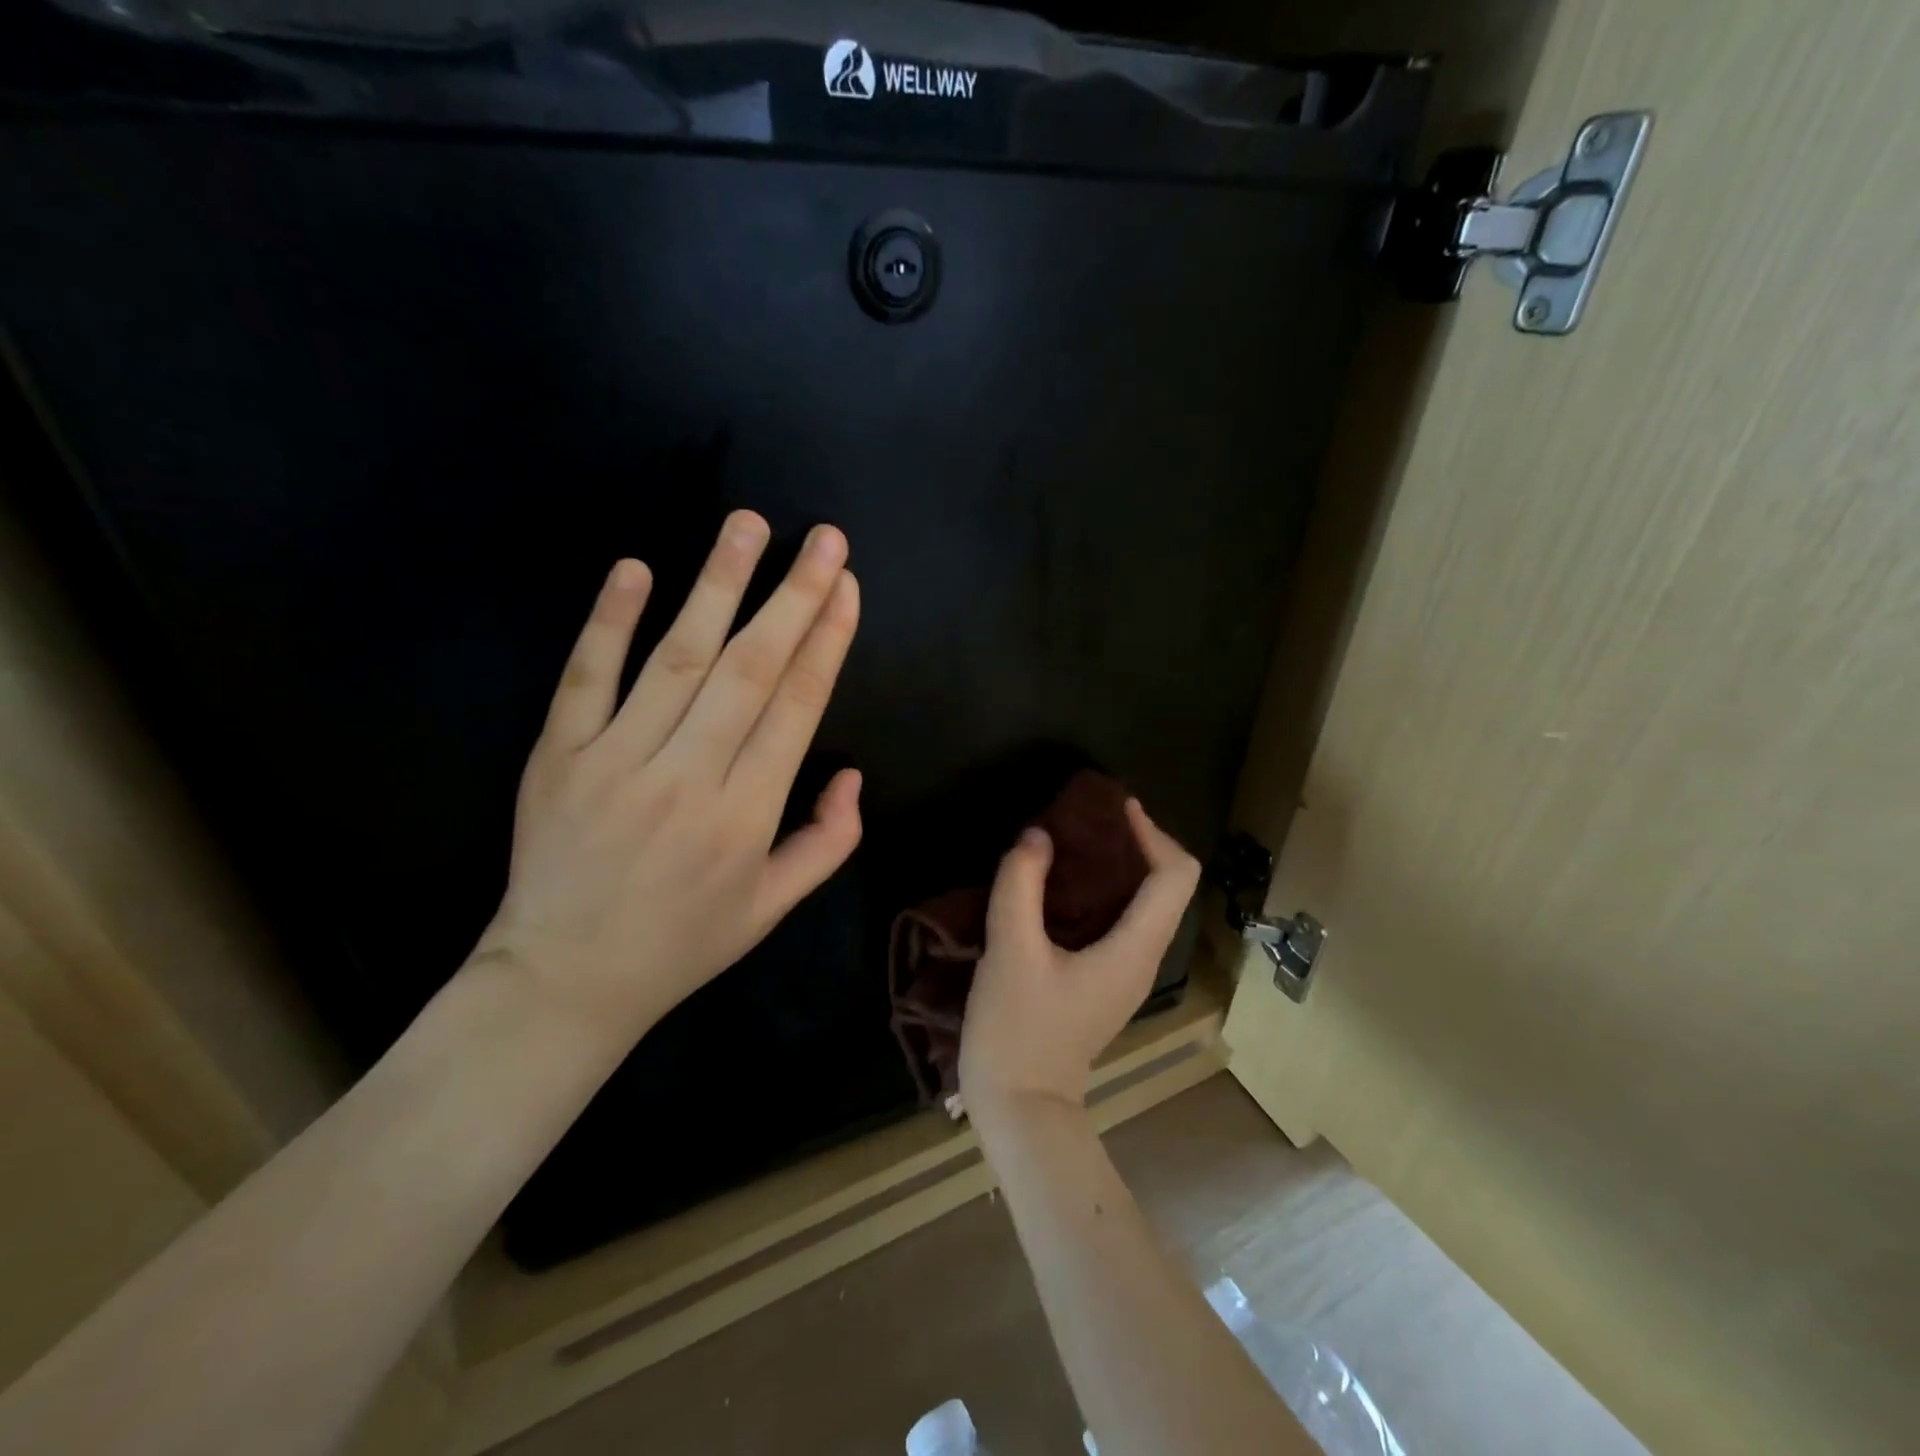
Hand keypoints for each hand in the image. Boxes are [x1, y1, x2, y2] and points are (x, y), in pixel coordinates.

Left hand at [472, 511, 863, 1040]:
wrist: (564, 980)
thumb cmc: (683, 942)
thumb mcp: (773, 908)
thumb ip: (828, 842)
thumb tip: (853, 774)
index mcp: (746, 816)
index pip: (797, 707)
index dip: (827, 640)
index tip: (846, 586)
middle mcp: (688, 777)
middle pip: (749, 669)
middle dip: (793, 597)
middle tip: (822, 538)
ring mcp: (616, 760)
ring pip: (677, 659)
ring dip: (716, 586)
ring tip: (748, 527)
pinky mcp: (557, 755)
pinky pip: (586, 678)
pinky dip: (611, 621)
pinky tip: (636, 568)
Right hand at [959, 799, 1199, 1127]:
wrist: (1019, 1107)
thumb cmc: (1018, 1030)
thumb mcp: (1010, 951)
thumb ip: (1021, 885)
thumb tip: (1037, 835)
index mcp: (1134, 948)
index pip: (1175, 875)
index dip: (1152, 832)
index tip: (1113, 807)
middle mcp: (1142, 957)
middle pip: (1164, 884)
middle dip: (1134, 842)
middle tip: (1086, 817)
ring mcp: (1124, 973)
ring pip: (1142, 903)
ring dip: (1116, 866)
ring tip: (1071, 841)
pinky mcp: (1103, 982)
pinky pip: (1118, 921)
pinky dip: (1100, 891)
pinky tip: (1057, 885)